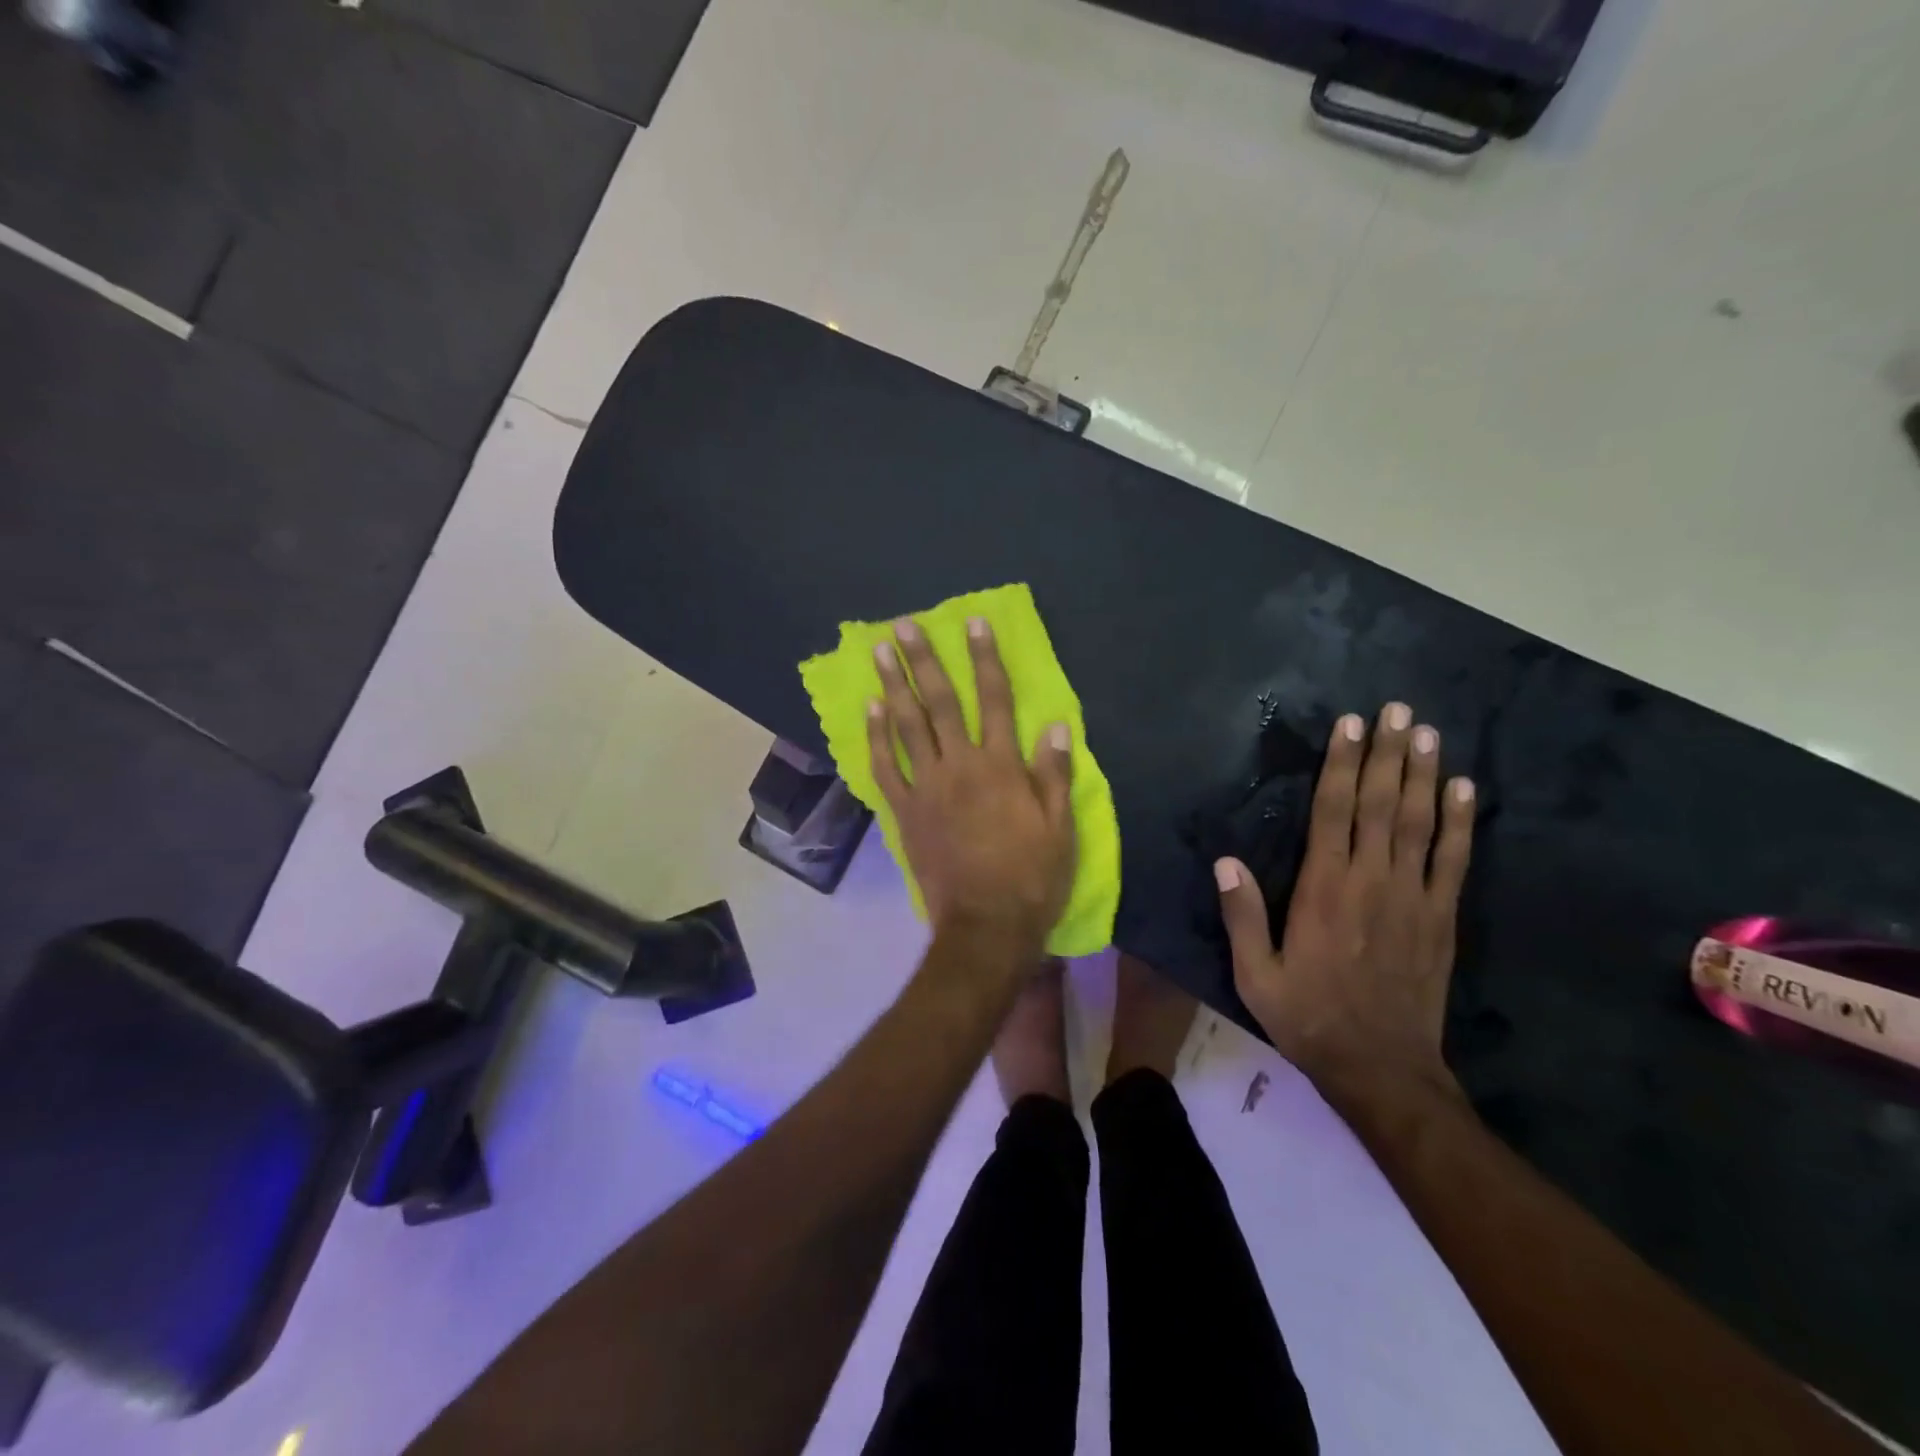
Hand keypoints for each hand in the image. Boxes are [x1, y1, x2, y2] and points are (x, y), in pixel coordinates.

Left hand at [870, 616, 1075, 953]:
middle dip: (924, 660)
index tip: (974, 624)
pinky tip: (870, 711)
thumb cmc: (1032, 878)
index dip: (985, 658)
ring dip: (893, 686)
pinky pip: (885, 768)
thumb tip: (1056, 725)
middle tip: (903, 625)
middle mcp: (960, 766)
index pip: (996, 699)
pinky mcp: (904, 812)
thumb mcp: (1061, 828)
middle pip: (941, 702)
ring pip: (906, 726)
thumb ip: (1055, 774)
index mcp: (1002, 766)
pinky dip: (876, 738)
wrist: (986, 926)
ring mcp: (927, 788)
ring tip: (879, 653)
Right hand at [1215, 704, 1474, 1100]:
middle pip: (1380, 805)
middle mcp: (1370, 882)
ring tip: (1425, 733)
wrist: (1383, 1069)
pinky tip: (1463, 789)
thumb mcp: (1256, 975)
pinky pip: (1453, 860)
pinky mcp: (1441, 917)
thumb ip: (1242, 916)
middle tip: (1395, 710)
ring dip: (1422, 775)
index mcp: (1323, 890)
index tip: (1348, 727)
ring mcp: (1413, 898)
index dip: (1340, 767)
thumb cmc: (1309, 1017)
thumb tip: (1225, 862)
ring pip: (1419, 823)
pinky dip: (1460, 822)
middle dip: (1386, 754)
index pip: (1333, 814)